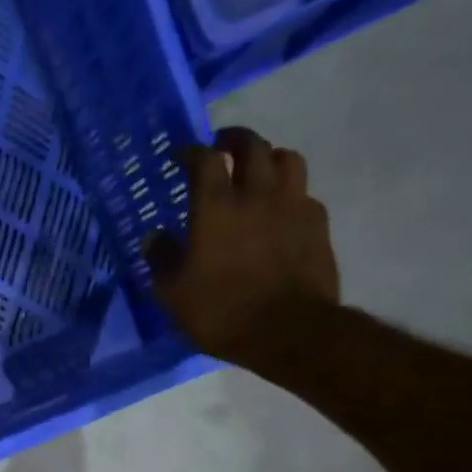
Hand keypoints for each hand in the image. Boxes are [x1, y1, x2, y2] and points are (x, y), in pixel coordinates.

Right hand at [144, 127, 339, 360]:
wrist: (289, 331)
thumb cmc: (221, 311)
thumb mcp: (173, 293)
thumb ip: (161, 259)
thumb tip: (154, 237)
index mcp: (217, 206)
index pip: (205, 159)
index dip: (191, 152)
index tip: (181, 156)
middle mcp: (258, 194)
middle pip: (252, 146)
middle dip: (234, 140)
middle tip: (221, 147)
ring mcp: (293, 206)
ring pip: (287, 159)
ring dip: (268, 158)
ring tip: (257, 171)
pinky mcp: (317, 225)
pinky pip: (304, 194)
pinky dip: (290, 193)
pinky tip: (280, 210)